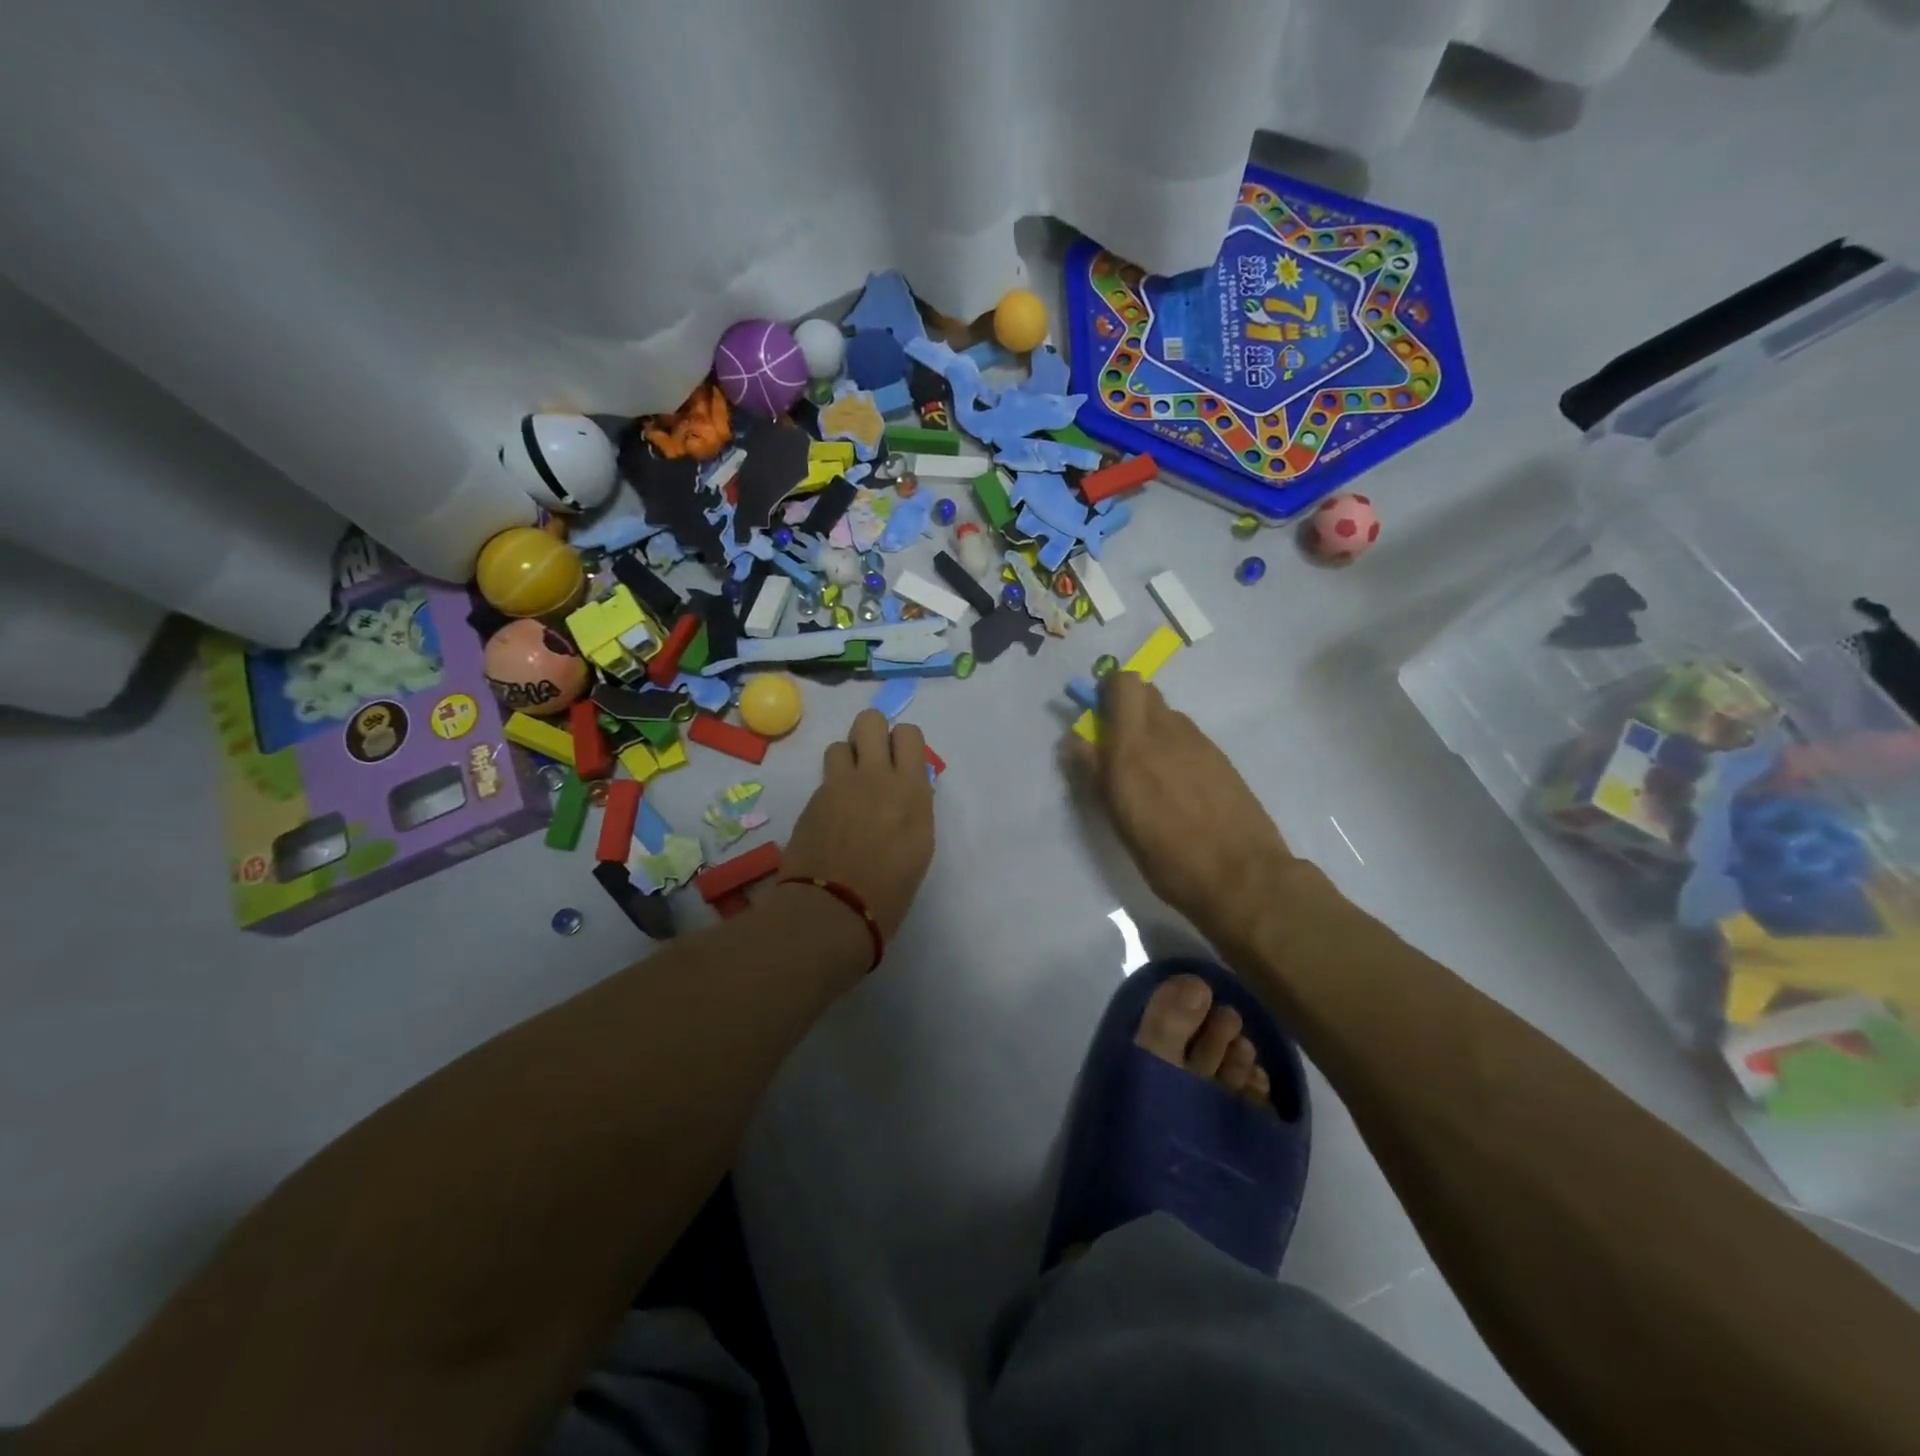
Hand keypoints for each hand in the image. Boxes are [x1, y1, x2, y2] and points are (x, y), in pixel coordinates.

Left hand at [783, 709, 935, 937]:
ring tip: (849, 787)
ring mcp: (838, 785)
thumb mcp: (919, 844)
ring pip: (839, 744)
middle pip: (869, 720)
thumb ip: (913, 805)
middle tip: (874, 760)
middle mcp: (875, 776)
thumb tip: (904, 788)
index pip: (908, 733)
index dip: (903, 743)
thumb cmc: (890, 889)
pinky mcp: (811, 800)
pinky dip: (830, 788)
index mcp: (910, 788)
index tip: (902, 763)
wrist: (834, 909)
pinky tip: (832, 816)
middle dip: (872, 733)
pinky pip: (824, 778)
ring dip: (847, 759)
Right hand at [1070, 672, 1296, 941]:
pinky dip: (1176, 749)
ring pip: (1168, 715)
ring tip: (1152, 775)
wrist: (1242, 877)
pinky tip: (1180, 789)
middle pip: (1146, 692)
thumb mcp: (1119, 820)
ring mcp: (1199, 743)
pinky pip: (1189, 738)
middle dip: (1128, 707)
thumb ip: (1095, 772)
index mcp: (1134, 747)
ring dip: (1153, 730)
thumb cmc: (1168, 856)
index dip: (1108, 692)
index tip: (1098, 720)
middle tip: (1120, 746)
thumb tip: (1076, 740)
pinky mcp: (1222, 758)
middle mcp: (1167, 733)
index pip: (1123, 684)